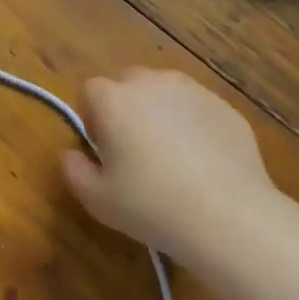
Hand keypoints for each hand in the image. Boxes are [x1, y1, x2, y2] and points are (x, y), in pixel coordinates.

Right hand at [61, 69, 275, 257]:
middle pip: (128, 83)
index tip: (103, 148)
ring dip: (160, 111)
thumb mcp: (97, 200)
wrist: (228, 215)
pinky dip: (193, 124)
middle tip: (134, 150)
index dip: (92, 117)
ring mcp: (192, 90)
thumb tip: (70, 154)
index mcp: (114, 100)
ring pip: (165, 91)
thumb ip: (74, 171)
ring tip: (171, 154)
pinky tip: (203, 161)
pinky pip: (197, 107)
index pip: (89, 90)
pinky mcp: (224, 106)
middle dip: (126, 108)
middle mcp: (151, 83)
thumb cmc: (152, 207)